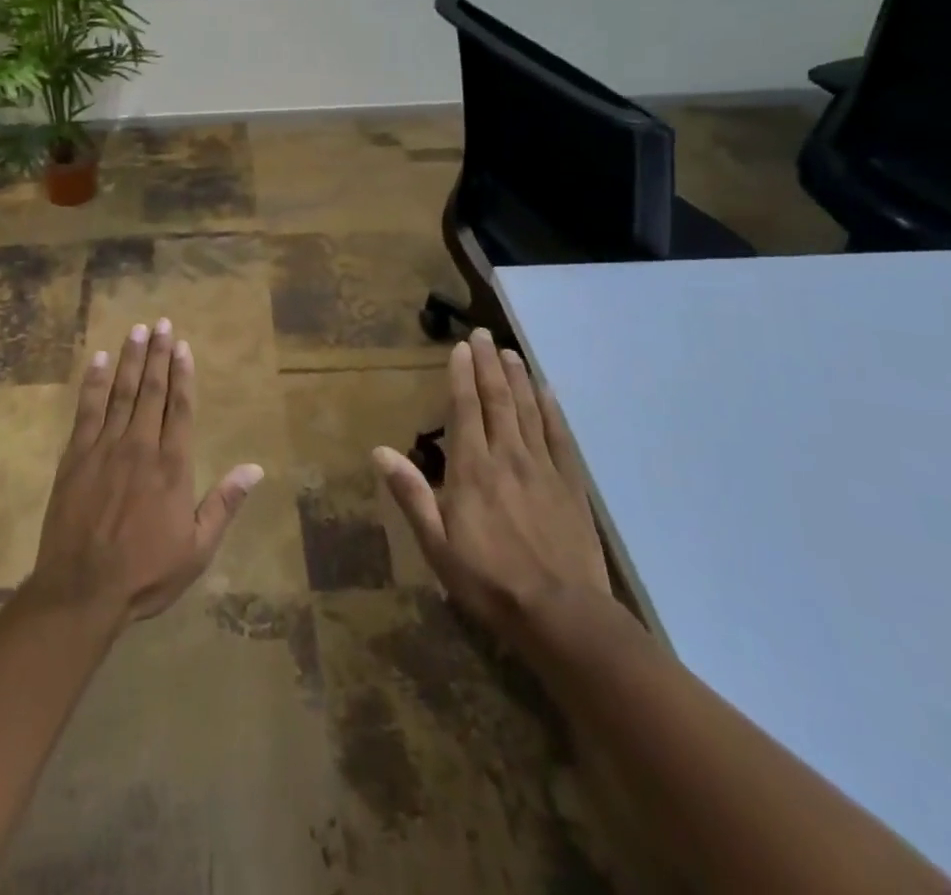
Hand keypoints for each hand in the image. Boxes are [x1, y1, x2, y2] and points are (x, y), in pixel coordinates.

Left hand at [26, 318, 263, 624]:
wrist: (82, 589)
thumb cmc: (146, 573)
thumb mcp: (197, 548)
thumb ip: (224, 504)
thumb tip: (255, 468)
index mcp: (172, 466)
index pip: (181, 408)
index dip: (183, 374)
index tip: (183, 346)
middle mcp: (141, 446)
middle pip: (152, 391)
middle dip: (158, 355)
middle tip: (162, 323)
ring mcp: (105, 447)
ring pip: (121, 392)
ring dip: (130, 359)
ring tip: (137, 329)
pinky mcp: (75, 455)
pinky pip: (86, 410)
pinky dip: (94, 383)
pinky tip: (100, 360)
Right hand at [375, 329, 610, 655]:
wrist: (564, 616)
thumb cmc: (489, 582)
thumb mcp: (437, 545)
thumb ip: (411, 494)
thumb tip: (379, 452)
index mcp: (472, 468)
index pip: (465, 408)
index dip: (461, 375)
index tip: (461, 347)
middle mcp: (507, 456)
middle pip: (498, 400)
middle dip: (489, 364)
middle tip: (484, 334)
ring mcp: (543, 468)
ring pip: (528, 410)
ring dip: (518, 378)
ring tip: (510, 352)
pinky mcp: (571, 485)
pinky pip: (560, 437)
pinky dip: (552, 410)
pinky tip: (547, 392)